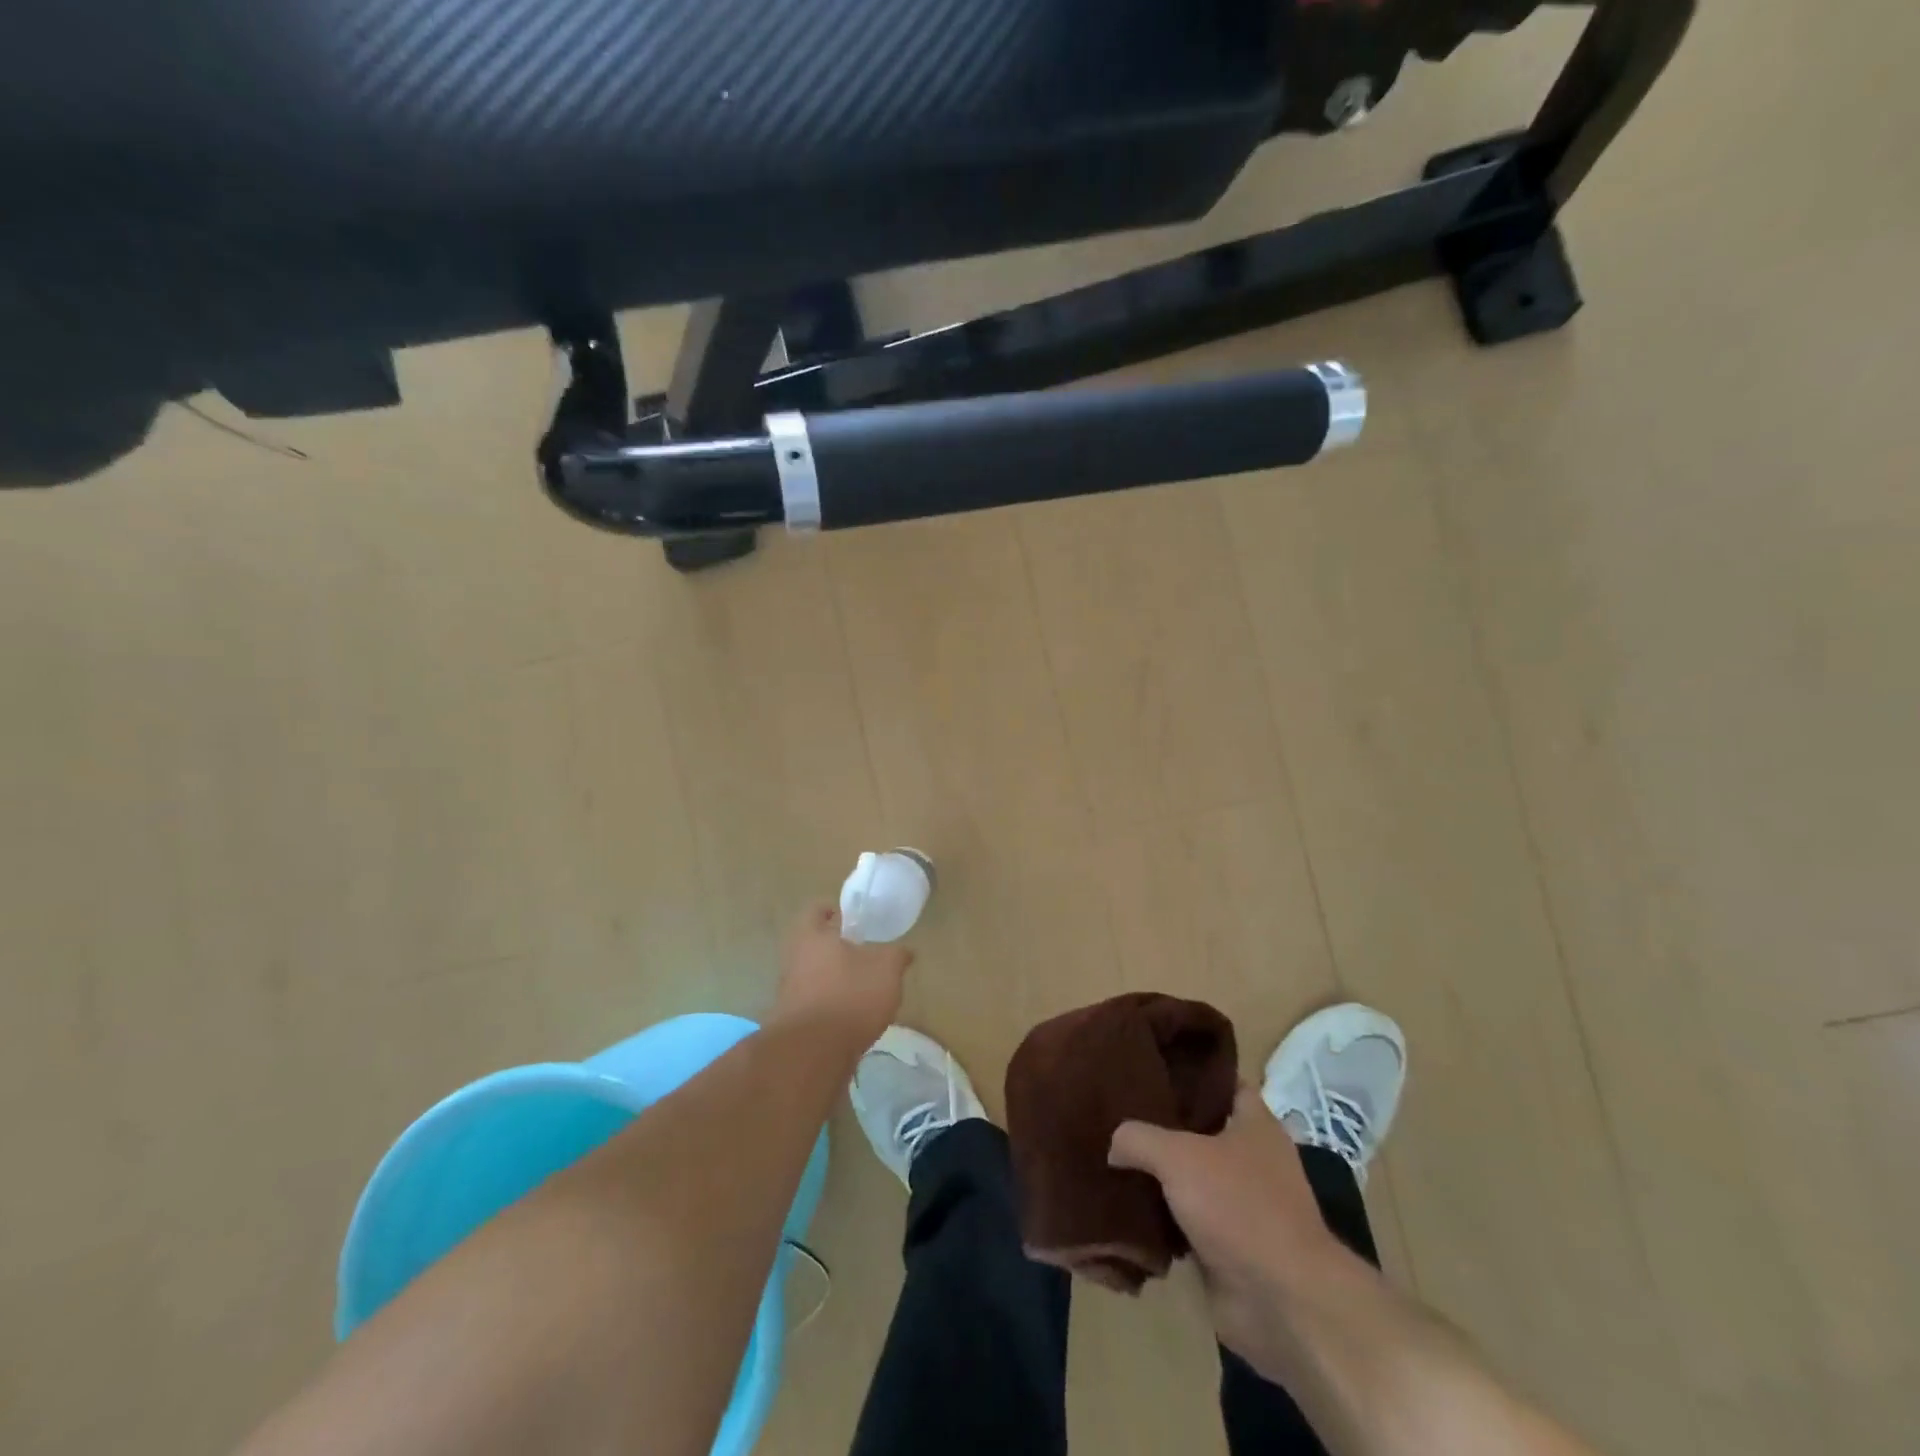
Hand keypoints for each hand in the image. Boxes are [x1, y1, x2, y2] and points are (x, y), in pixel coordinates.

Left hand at [772, 902, 912, 1045]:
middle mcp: (793, 958)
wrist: (812, 1052)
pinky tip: (851, 1016)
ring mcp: (788, 991)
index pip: (815, 909)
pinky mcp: (791, 1020)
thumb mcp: (886, 969)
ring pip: (812, 973)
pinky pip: (813, 1001)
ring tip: (862, 988)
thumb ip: (897, 955)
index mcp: (811, 935)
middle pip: (813, 944)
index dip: (833, 910)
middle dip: (836, 948)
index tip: (851, 918)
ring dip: (832, 978)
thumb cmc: (849, 995)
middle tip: (862, 953)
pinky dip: (829, 1004)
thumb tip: (905, 951)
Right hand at [1110, 1086, 1354, 1369]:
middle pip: (1201, 1130)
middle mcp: (1253, 1159)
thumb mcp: (1178, 1156)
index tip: (1151, 1065)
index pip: (1222, 1082)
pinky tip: (1125, 1208)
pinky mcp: (1229, 1247)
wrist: (1281, 1301)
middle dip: (1163, 1124)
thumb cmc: (1239, 1206)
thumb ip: (1139, 1137)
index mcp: (1256, 1124)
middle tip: (1118, 1111)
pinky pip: (1186, 1223)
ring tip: (1113, 1157)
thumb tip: (1114, 1143)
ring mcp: (1243, 1206)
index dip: (1190, 1073)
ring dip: (1159, 1176)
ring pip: (1190, 1178)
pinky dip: (1161, 1220)